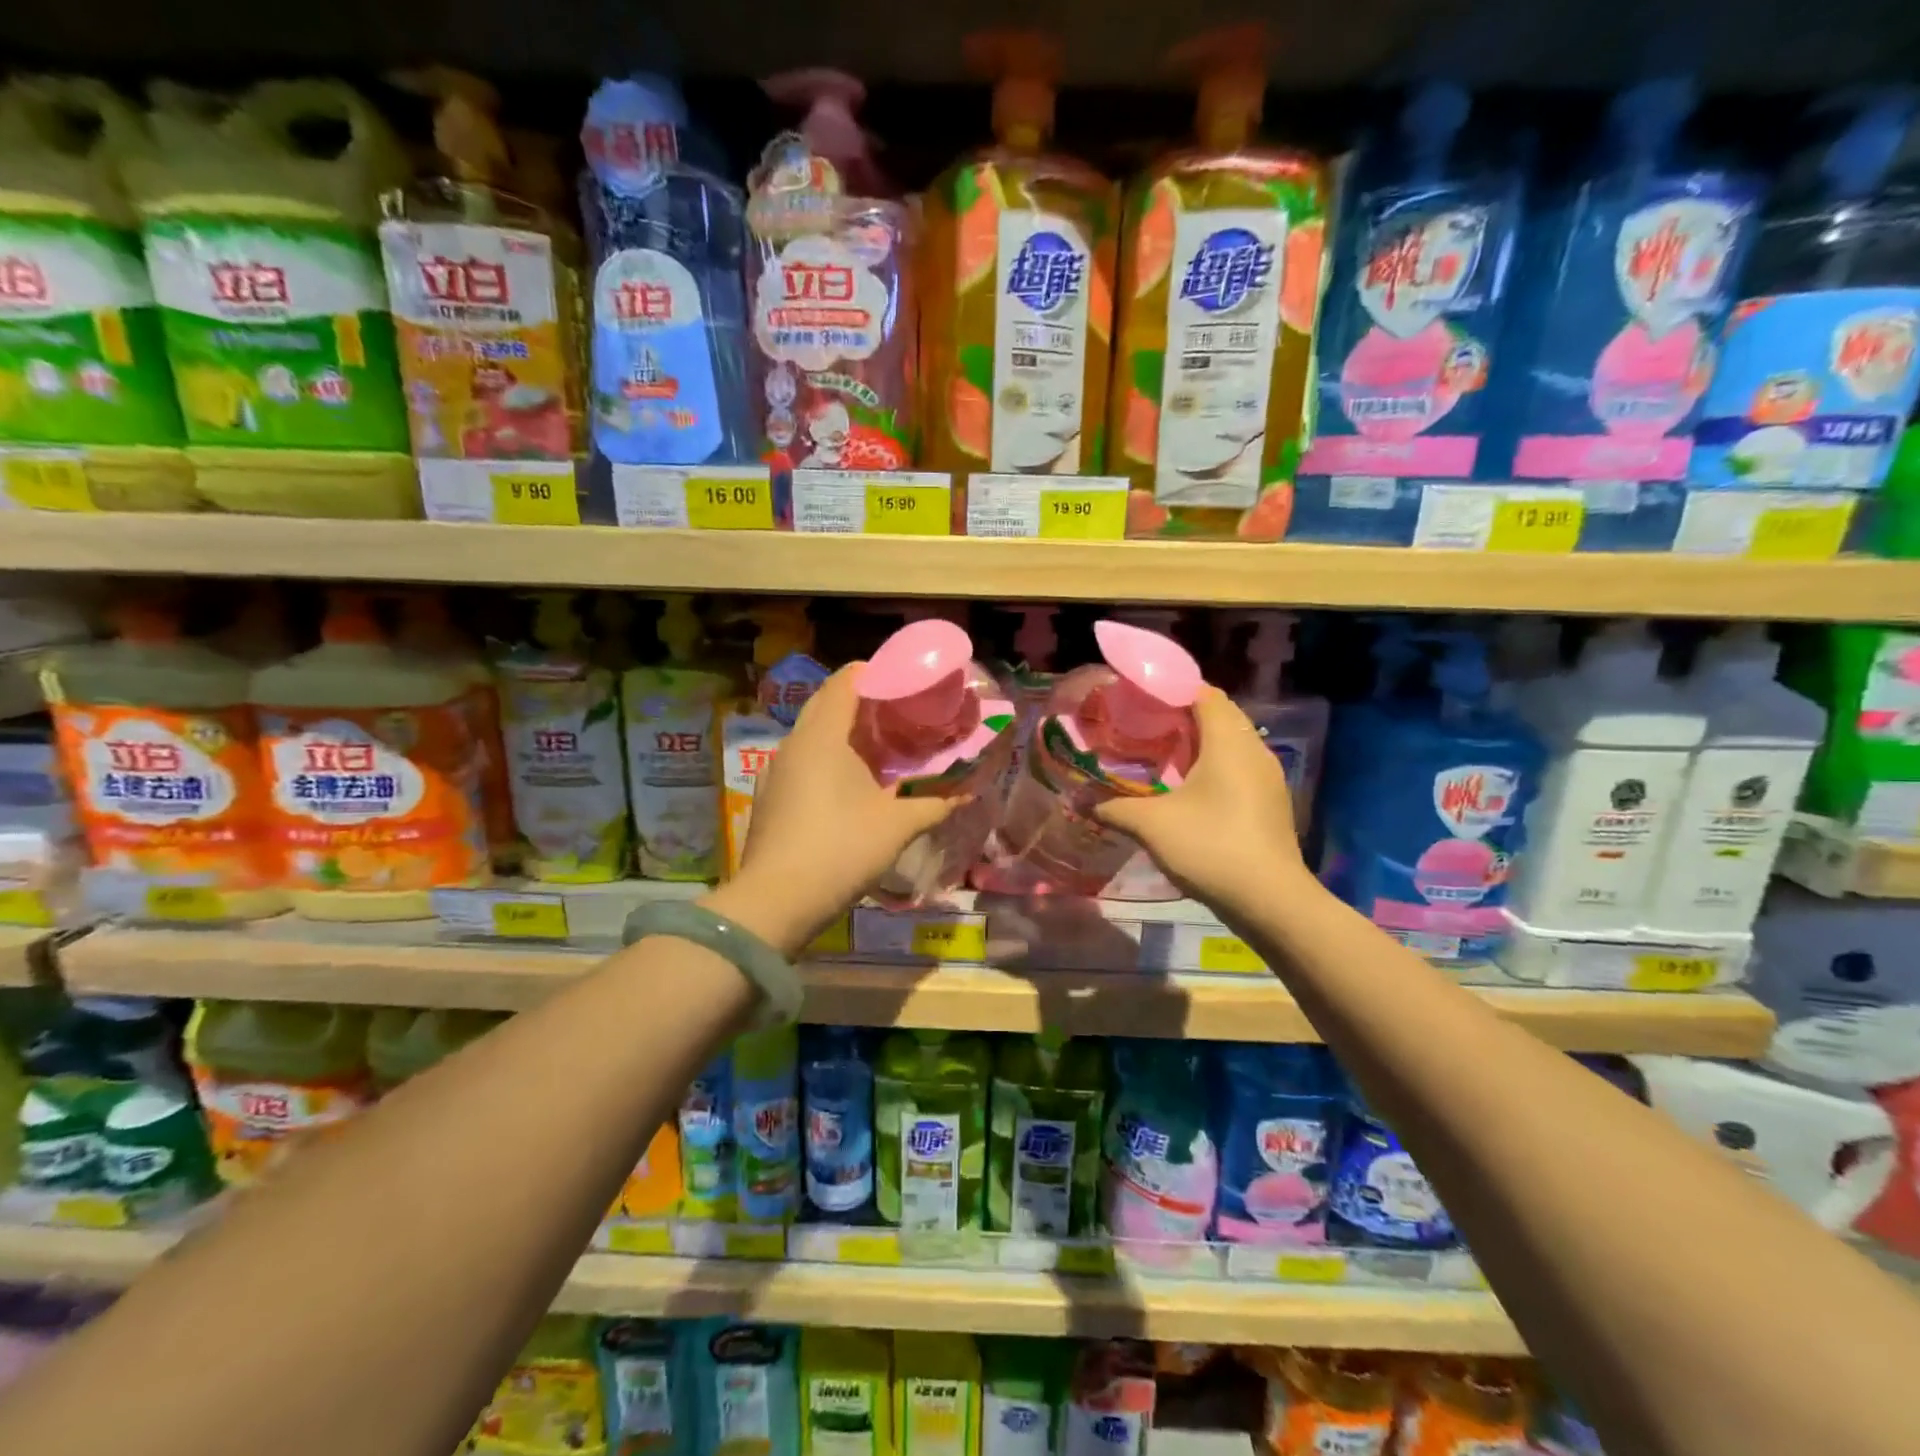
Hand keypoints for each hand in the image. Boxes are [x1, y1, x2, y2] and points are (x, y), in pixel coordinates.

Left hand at [715, 664, 956, 954]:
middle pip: (827, 702)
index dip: (877, 673)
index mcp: (824, 734)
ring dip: (843, 732)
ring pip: (812, 733)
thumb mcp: (898, 825)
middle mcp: (794, 742)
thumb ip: (936, 803)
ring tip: (879, 749)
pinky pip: (801, 761)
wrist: (777, 901)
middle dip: (862, 702)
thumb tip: (969, 791)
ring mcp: (775, 770)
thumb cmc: (842, 849)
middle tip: (899, 715)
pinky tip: (847, 785)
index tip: (906, 684)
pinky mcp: (768, 796)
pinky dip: (826, 759)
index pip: (846, 680)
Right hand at [1093, 687, 1309, 914]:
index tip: (1137, 698)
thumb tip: (1081, 800)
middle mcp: (1254, 749)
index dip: (1170, 689)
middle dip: (1181, 715)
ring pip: (1230, 742)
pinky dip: (1212, 765)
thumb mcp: (1152, 826)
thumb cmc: (1211, 848)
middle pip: (1218, 715)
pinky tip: (1187, 788)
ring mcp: (1267, 777)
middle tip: (1142, 725)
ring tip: (1159, 754)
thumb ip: (1114, 807)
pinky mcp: (1270, 801)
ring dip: (1198, 742)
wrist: (1271, 901)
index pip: (1203, 693)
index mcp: (1229, 741)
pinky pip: (1238, 766)